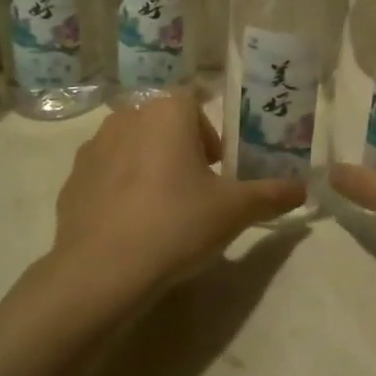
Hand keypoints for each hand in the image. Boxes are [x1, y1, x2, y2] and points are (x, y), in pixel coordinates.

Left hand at [49, 93, 305, 296]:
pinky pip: (106, 175)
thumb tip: (304, 188)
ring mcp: (93, 148)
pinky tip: (131, 226)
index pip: (195, 104)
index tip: (219, 171)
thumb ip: (273, 194)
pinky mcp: (71, 181)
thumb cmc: (177, 224)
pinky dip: (120, 190)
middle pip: (164, 125)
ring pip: (133, 147)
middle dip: (181, 151)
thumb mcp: (235, 210)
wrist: (101, 271)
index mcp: (167, 111)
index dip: (211, 136)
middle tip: (197, 192)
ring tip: (163, 211)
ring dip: (149, 167)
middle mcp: (127, 117)